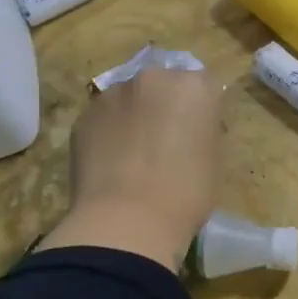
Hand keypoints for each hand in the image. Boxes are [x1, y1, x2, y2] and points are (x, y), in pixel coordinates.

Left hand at [39, 67, 222, 271]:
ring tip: (134, 156)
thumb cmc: (187, 192)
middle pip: (163, 84)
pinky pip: (104, 119)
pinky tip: (112, 164)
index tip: (199, 135)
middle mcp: (154, 78)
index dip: (202, 111)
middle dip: (165, 105)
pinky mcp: (84, 116)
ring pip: (129, 99)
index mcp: (194, 86)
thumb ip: (201, 130)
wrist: (129, 220)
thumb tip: (188, 130)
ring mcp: (113, 94)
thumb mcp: (213, 158)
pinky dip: (109, 134)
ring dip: (134, 117)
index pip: (204, 86)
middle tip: (166, 142)